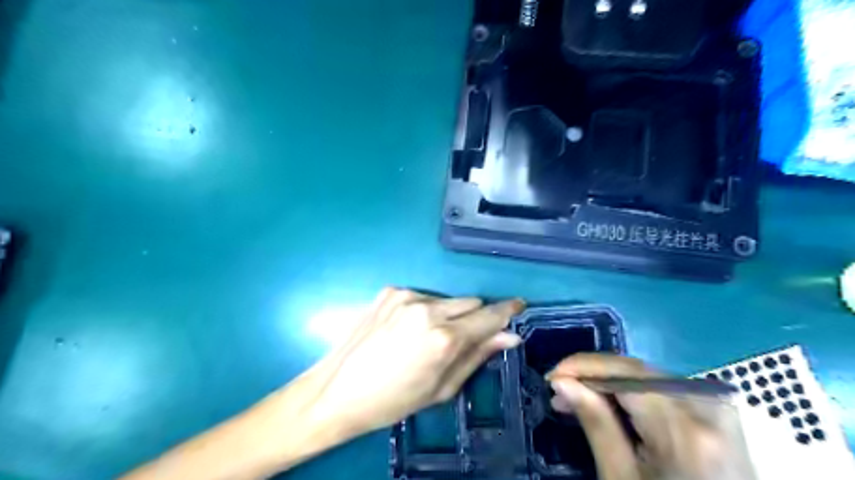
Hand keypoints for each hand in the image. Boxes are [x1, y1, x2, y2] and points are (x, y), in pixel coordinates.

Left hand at [303, 289, 524, 434]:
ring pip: (446, 299)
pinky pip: (422, 296)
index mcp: (444, 338)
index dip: (507, 311)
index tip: (519, 305)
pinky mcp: (390, 290)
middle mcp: (428, 308)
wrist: (337, 390)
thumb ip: (477, 356)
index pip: (489, 315)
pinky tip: (405, 330)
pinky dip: (423, 310)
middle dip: (473, 318)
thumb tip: (509, 336)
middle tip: (459, 340)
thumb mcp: (441, 388)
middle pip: (470, 302)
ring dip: (447, 314)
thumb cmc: (393, 400)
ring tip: (425, 338)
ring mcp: (406, 295)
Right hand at [548, 355, 752, 479]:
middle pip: (637, 372)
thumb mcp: (621, 478)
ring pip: (647, 377)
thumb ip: (595, 423)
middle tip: (560, 392)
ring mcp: (720, 409)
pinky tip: (613, 406)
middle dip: (594, 376)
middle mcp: (708, 408)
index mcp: (685, 430)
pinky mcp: (721, 413)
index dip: (583, 366)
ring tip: (580, 401)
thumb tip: (561, 381)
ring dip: (610, 384)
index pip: (625, 373)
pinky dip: (633, 393)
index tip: (551, 376)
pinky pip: (664, 389)